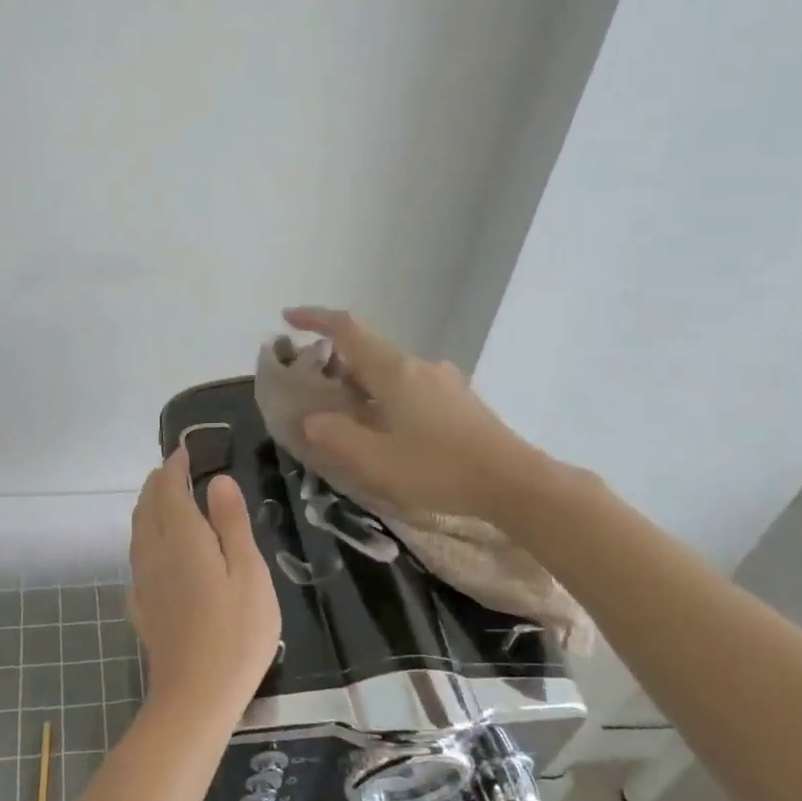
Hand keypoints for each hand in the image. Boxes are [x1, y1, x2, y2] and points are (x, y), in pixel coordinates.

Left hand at [128, 445, 280, 715]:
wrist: (195, 696)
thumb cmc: (236, 632)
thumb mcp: (248, 572)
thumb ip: (231, 523)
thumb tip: (217, 480)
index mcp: (181, 537)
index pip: (169, 488)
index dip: (175, 465)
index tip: (185, 450)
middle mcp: (154, 551)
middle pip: (147, 505)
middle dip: (158, 482)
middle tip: (176, 470)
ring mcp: (143, 580)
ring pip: (138, 530)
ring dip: (149, 506)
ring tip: (166, 500)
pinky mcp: (141, 606)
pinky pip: (138, 557)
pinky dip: (146, 538)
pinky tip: (158, 551)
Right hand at [281, 306, 544, 517]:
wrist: (514, 482)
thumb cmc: (439, 469)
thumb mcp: (374, 460)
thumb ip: (334, 436)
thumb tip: (310, 418)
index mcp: (395, 372)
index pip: (348, 329)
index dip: (315, 319)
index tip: (287, 318)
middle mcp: (419, 366)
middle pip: (368, 351)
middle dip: (334, 362)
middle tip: (312, 389)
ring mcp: (443, 381)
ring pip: (390, 372)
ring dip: (361, 383)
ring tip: (346, 416)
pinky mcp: (458, 401)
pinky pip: (410, 388)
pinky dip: (385, 397)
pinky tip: (386, 430)